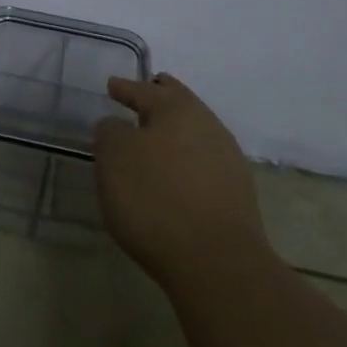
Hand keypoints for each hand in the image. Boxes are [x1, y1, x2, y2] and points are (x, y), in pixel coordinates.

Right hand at [94, 72, 271, 288]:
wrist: (216, 262)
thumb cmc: (155, 197)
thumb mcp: (114, 158)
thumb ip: (110, 133)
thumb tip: (117, 127)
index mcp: (177, 108)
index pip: (144, 90)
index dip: (125, 88)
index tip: (112, 85)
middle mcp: (207, 125)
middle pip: (178, 103)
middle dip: (159, 98)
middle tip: (143, 95)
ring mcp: (227, 160)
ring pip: (193, 132)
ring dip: (173, 132)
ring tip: (154, 140)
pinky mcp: (236, 194)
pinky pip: (203, 162)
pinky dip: (185, 160)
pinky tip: (175, 174)